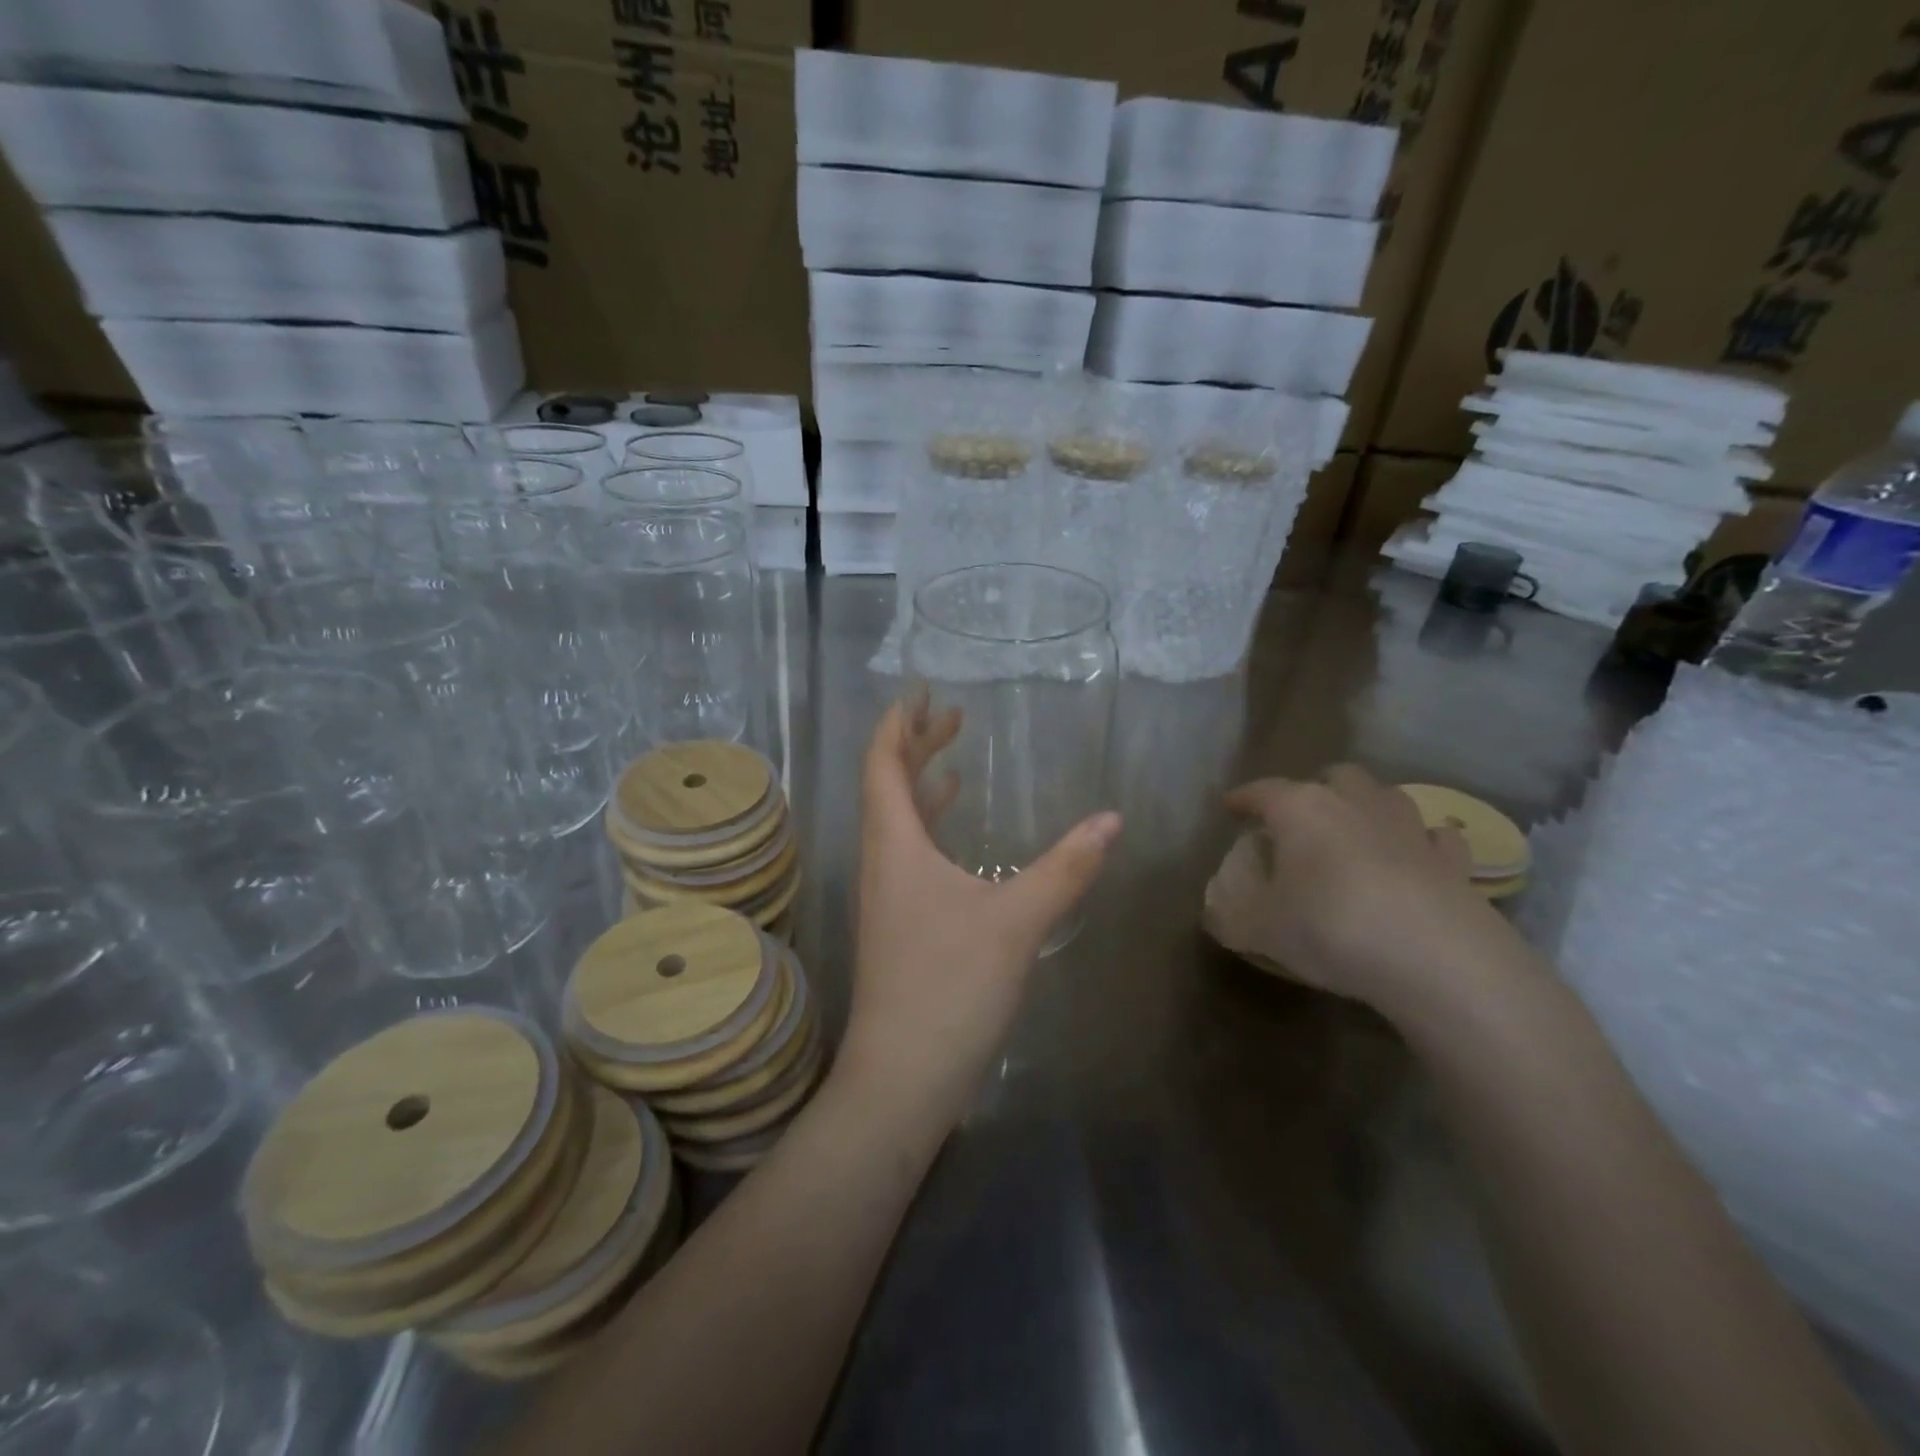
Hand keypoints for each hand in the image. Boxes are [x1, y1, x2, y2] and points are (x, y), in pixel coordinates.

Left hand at [838, 698, 1121, 1129]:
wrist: (903, 1078)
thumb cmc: (950, 987)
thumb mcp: (1016, 922)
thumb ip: (1065, 868)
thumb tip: (1112, 820)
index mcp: (894, 845)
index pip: (882, 764)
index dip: (897, 725)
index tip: (919, 693)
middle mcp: (882, 861)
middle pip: (888, 786)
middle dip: (915, 746)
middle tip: (950, 715)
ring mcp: (887, 895)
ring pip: (898, 821)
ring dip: (921, 785)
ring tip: (954, 759)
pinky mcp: (900, 924)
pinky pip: (910, 854)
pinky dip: (931, 828)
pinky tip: (956, 838)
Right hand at [1205, 765, 1530, 1019]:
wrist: (1437, 960)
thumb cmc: (1330, 928)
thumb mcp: (1257, 929)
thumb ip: (1228, 915)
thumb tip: (1216, 911)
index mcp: (1301, 809)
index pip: (1263, 790)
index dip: (1243, 798)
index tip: (1230, 807)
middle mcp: (1355, 803)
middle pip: (1334, 777)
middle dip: (1315, 789)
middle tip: (1301, 819)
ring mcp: (1410, 827)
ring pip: (1386, 796)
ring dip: (1367, 808)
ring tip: (1355, 834)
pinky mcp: (1453, 861)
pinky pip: (1435, 837)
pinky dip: (1422, 842)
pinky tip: (1415, 859)